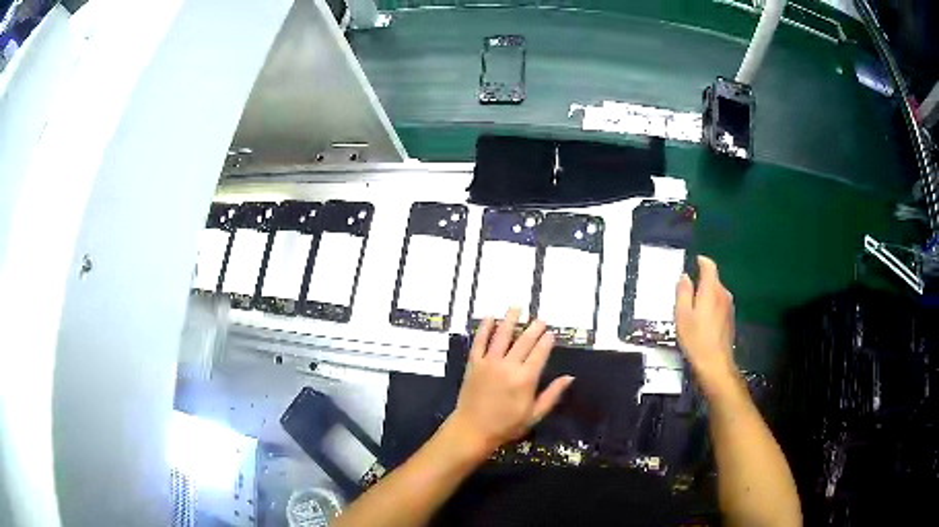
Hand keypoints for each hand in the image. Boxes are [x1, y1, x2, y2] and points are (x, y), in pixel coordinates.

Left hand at [449, 307, 573, 456]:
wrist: (473, 430)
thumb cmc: (507, 425)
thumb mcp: (535, 414)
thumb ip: (552, 394)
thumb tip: (569, 377)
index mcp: (526, 379)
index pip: (540, 353)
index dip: (546, 341)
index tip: (551, 333)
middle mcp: (509, 366)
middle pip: (524, 341)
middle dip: (534, 328)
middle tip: (540, 319)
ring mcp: (489, 363)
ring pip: (502, 336)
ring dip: (510, 320)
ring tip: (516, 307)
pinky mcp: (474, 364)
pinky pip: (479, 342)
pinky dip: (485, 328)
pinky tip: (489, 317)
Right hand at [675, 256, 739, 398]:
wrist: (715, 363)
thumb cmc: (696, 339)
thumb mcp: (682, 314)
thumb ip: (683, 292)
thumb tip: (684, 277)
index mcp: (711, 289)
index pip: (709, 266)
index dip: (701, 261)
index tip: (694, 261)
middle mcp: (723, 293)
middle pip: (713, 280)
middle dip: (701, 282)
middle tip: (686, 292)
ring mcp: (729, 306)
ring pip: (717, 293)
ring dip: (706, 295)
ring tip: (693, 309)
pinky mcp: (730, 318)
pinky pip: (720, 305)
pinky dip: (711, 306)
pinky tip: (703, 321)